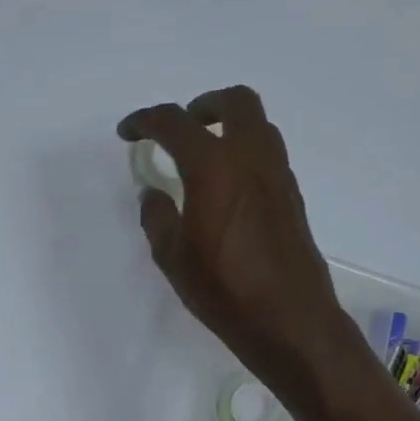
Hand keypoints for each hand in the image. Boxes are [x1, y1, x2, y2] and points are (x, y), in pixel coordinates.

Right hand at [119, 86, 372, 404]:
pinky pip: (267, 154)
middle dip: (203, 105)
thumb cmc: (223, 289)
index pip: (174, 123)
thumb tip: (154, 194)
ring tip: (202, 156)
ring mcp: (278, 175)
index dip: (145, 121)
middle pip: (235, 102)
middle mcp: (251, 158)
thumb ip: (157, 217)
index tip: (128, 132)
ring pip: (258, 125)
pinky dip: (243, 153)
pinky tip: (225, 188)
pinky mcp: (291, 196)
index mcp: (213, 166)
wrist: (289, 319)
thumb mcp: (172, 256)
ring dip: (228, 126)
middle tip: (181, 127)